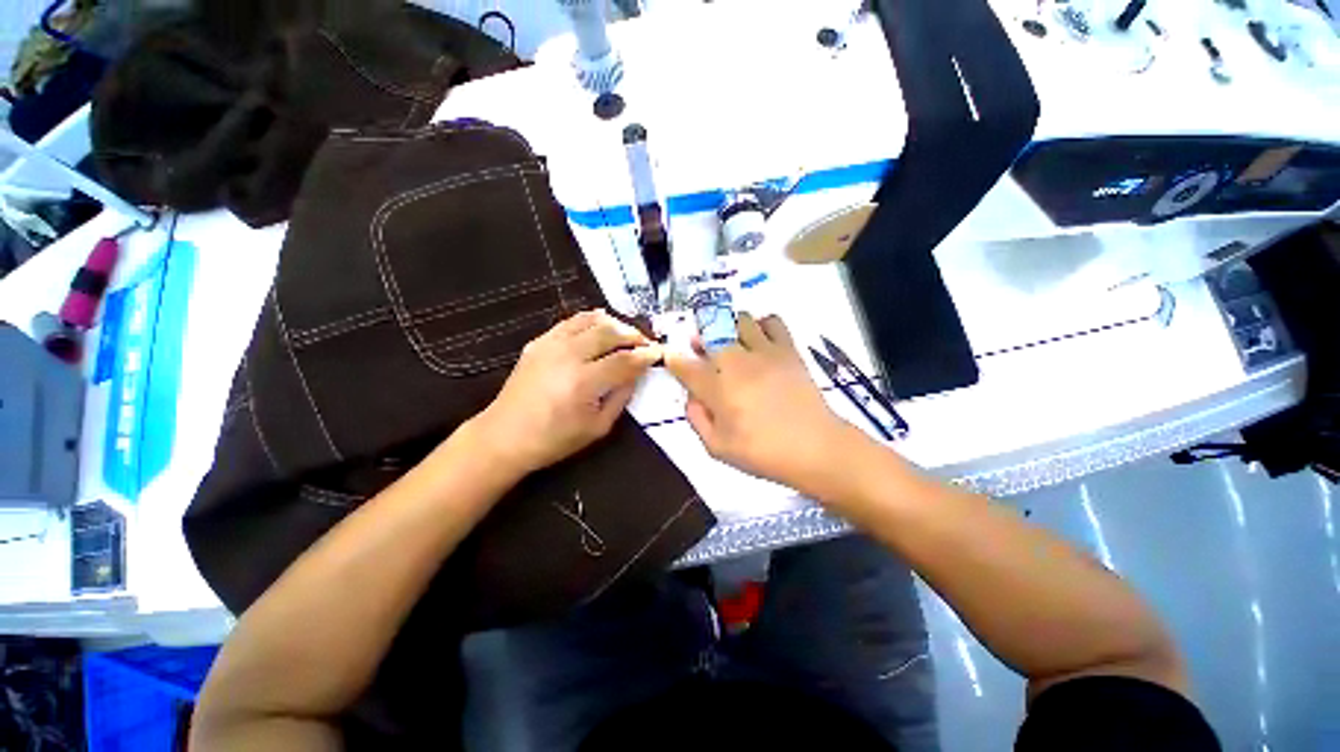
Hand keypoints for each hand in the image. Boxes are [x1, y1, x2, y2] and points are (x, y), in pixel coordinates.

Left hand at [469, 310, 660, 477]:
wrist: (505, 436)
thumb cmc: (554, 439)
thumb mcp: (598, 427)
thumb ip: (621, 397)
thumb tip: (636, 374)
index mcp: (583, 381)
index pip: (624, 360)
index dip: (645, 355)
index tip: (659, 353)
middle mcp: (568, 356)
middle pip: (609, 332)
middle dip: (633, 335)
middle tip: (646, 342)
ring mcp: (550, 345)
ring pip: (590, 321)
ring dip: (614, 324)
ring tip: (627, 333)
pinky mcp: (539, 342)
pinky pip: (570, 321)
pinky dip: (590, 319)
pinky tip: (601, 322)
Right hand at [664, 314, 861, 498]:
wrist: (814, 447)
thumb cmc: (762, 452)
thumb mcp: (717, 448)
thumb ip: (697, 418)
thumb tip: (691, 397)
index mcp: (717, 389)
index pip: (685, 366)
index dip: (674, 359)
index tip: (670, 357)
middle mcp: (737, 363)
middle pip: (710, 334)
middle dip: (700, 338)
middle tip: (700, 347)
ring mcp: (764, 353)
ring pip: (739, 321)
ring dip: (729, 328)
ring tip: (732, 342)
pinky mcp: (787, 350)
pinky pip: (773, 322)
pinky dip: (763, 324)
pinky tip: (761, 339)